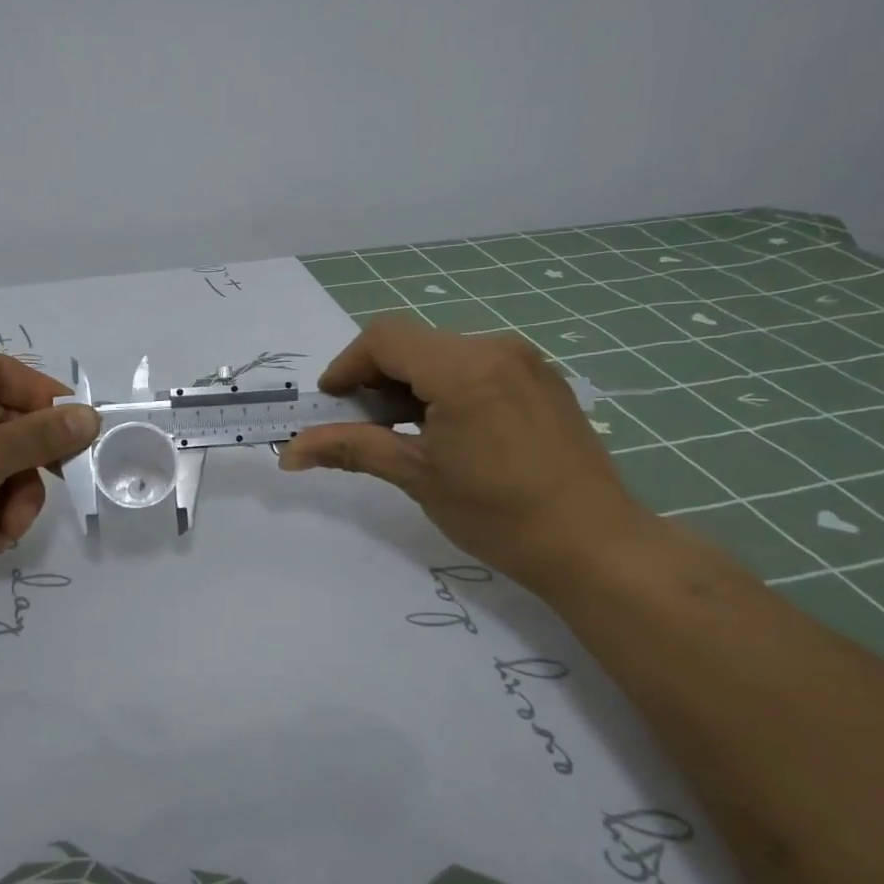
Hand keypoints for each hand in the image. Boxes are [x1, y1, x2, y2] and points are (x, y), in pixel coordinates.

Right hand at [278, 317, 652, 595]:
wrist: (594, 544)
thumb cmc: (498, 514)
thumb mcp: (416, 476)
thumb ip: (351, 448)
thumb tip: (289, 452)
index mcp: (464, 367)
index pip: (384, 338)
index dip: (346, 366)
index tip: (331, 406)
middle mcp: (496, 347)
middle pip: (413, 342)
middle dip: (376, 378)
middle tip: (364, 427)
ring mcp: (526, 361)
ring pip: (444, 354)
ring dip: (410, 384)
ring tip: (405, 434)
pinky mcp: (542, 380)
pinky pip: (477, 366)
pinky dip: (446, 387)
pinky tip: (448, 432)